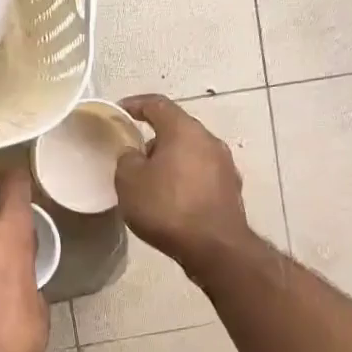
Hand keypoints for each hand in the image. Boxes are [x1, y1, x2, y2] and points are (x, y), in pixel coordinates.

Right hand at [114, 95, 251, 273]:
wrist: (213, 247)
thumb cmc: (166, 207)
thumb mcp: (129, 182)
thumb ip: (127, 159)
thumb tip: (135, 155)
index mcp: (184, 130)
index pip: (157, 104)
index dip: (135, 104)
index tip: (120, 112)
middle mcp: (209, 140)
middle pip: (177, 129)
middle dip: (154, 138)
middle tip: (134, 156)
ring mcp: (225, 165)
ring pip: (191, 153)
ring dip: (171, 161)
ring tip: (152, 181)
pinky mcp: (231, 189)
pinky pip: (202, 175)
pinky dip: (185, 179)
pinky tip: (173, 200)